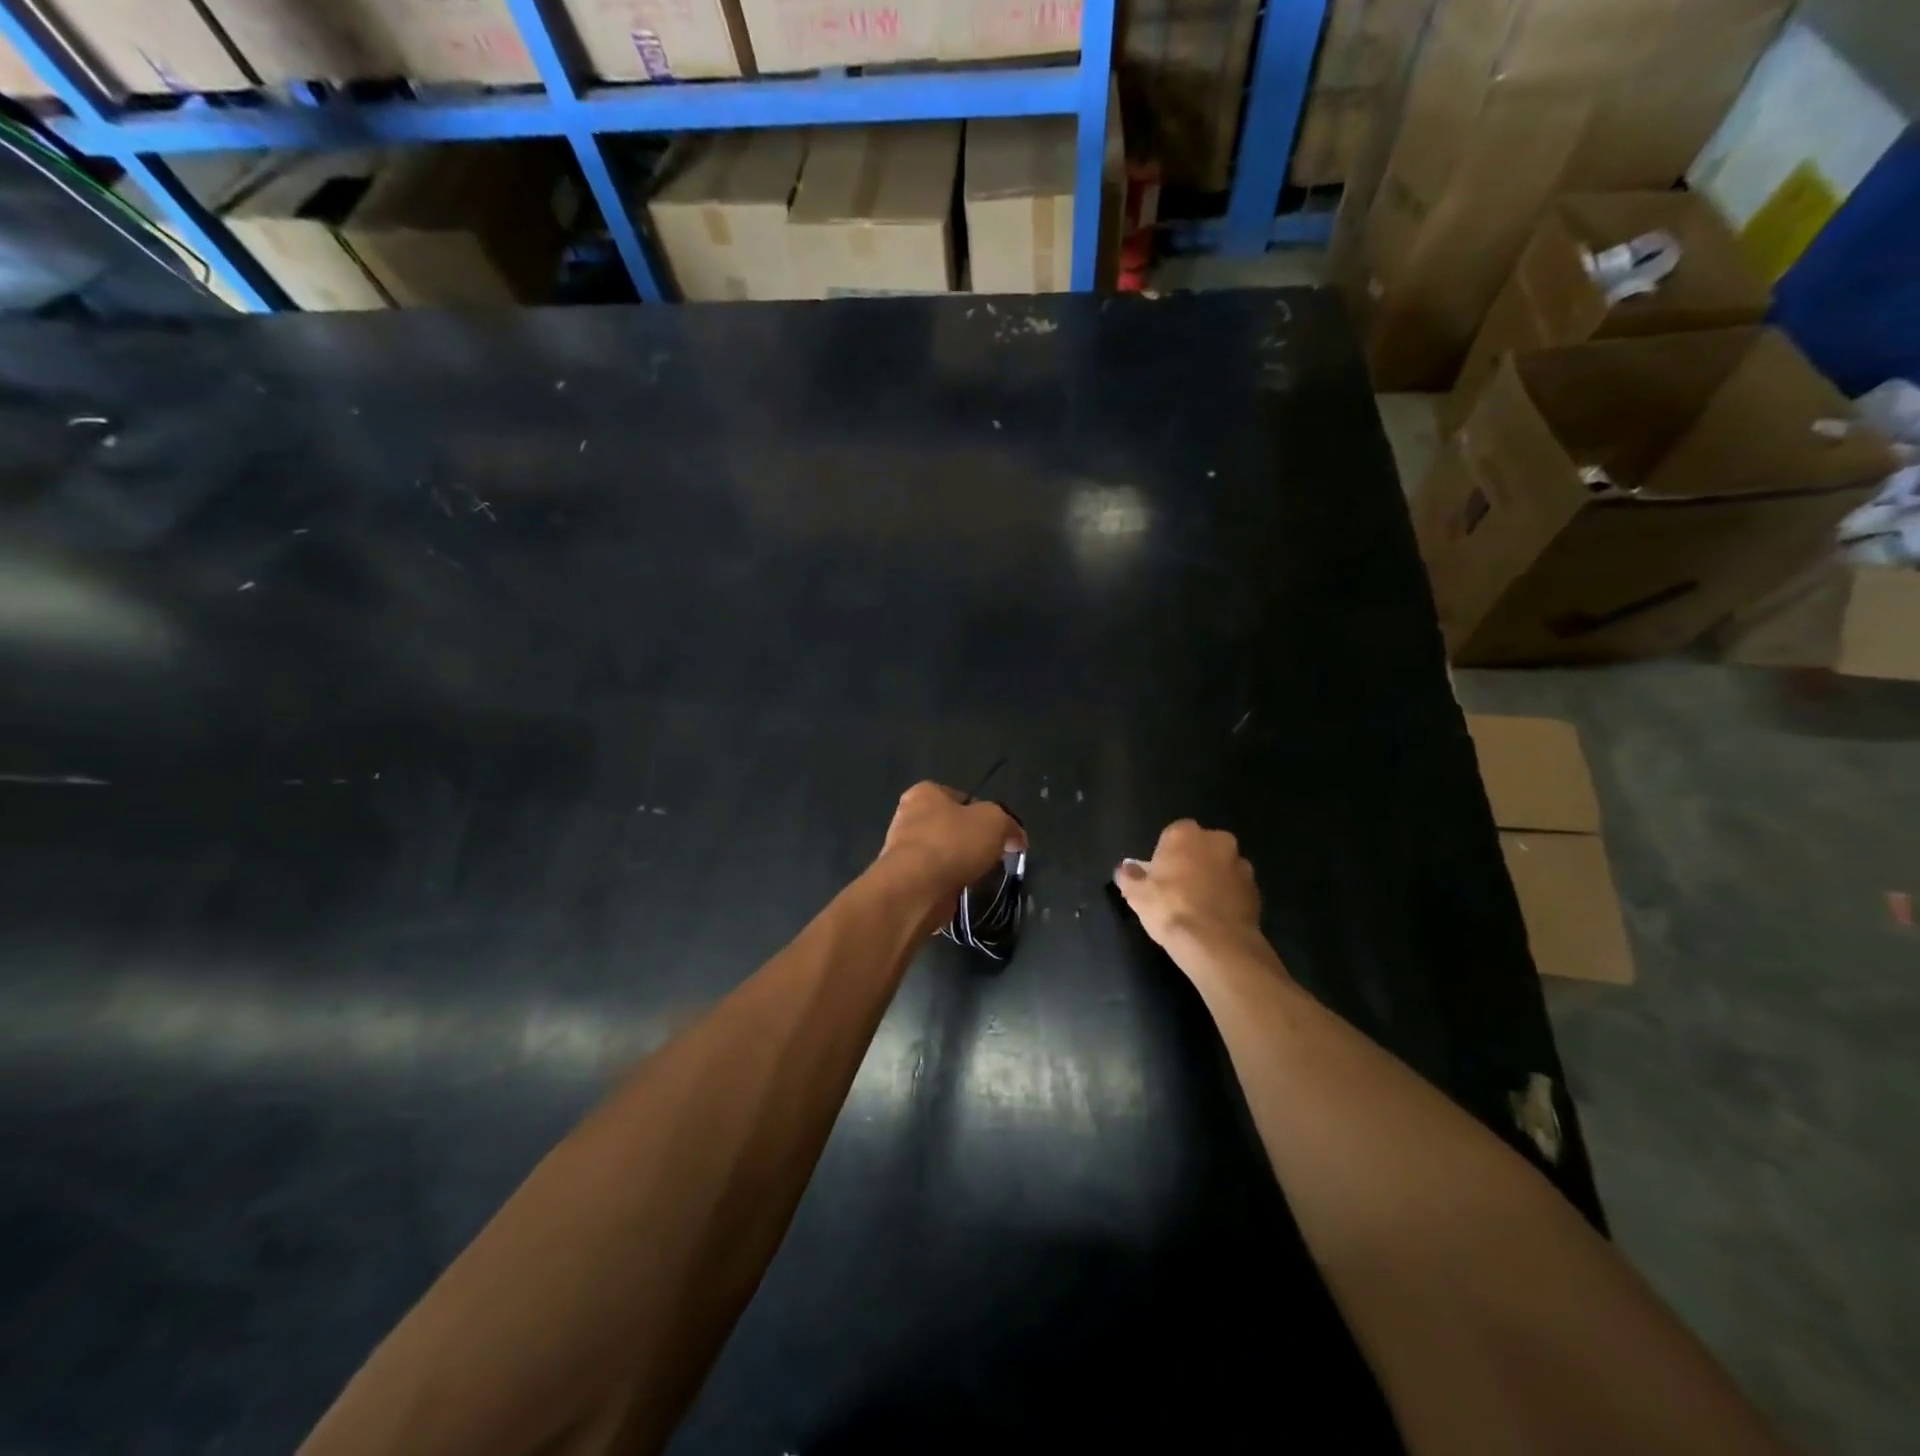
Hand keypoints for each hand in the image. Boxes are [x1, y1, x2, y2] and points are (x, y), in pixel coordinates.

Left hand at [875, 782, 1024, 914]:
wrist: (916, 888)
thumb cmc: (953, 843)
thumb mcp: (995, 821)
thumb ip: (1009, 824)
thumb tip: (1016, 837)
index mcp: (925, 793)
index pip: (961, 797)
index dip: (983, 813)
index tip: (998, 833)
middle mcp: (908, 816)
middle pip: (950, 826)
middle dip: (970, 840)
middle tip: (990, 855)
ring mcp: (902, 849)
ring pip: (942, 853)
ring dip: (959, 863)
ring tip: (977, 875)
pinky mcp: (904, 878)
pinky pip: (934, 876)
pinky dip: (948, 883)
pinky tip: (960, 889)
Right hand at [1114, 820, 1265, 960]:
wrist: (1215, 943)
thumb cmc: (1170, 908)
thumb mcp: (1136, 893)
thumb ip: (1129, 876)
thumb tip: (1126, 869)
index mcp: (1186, 833)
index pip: (1173, 834)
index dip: (1166, 854)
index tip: (1159, 875)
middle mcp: (1218, 841)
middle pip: (1201, 848)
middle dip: (1193, 862)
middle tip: (1178, 889)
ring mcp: (1241, 865)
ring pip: (1222, 868)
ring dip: (1213, 880)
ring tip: (1198, 907)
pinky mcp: (1256, 891)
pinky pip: (1235, 889)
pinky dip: (1226, 898)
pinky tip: (1214, 919)